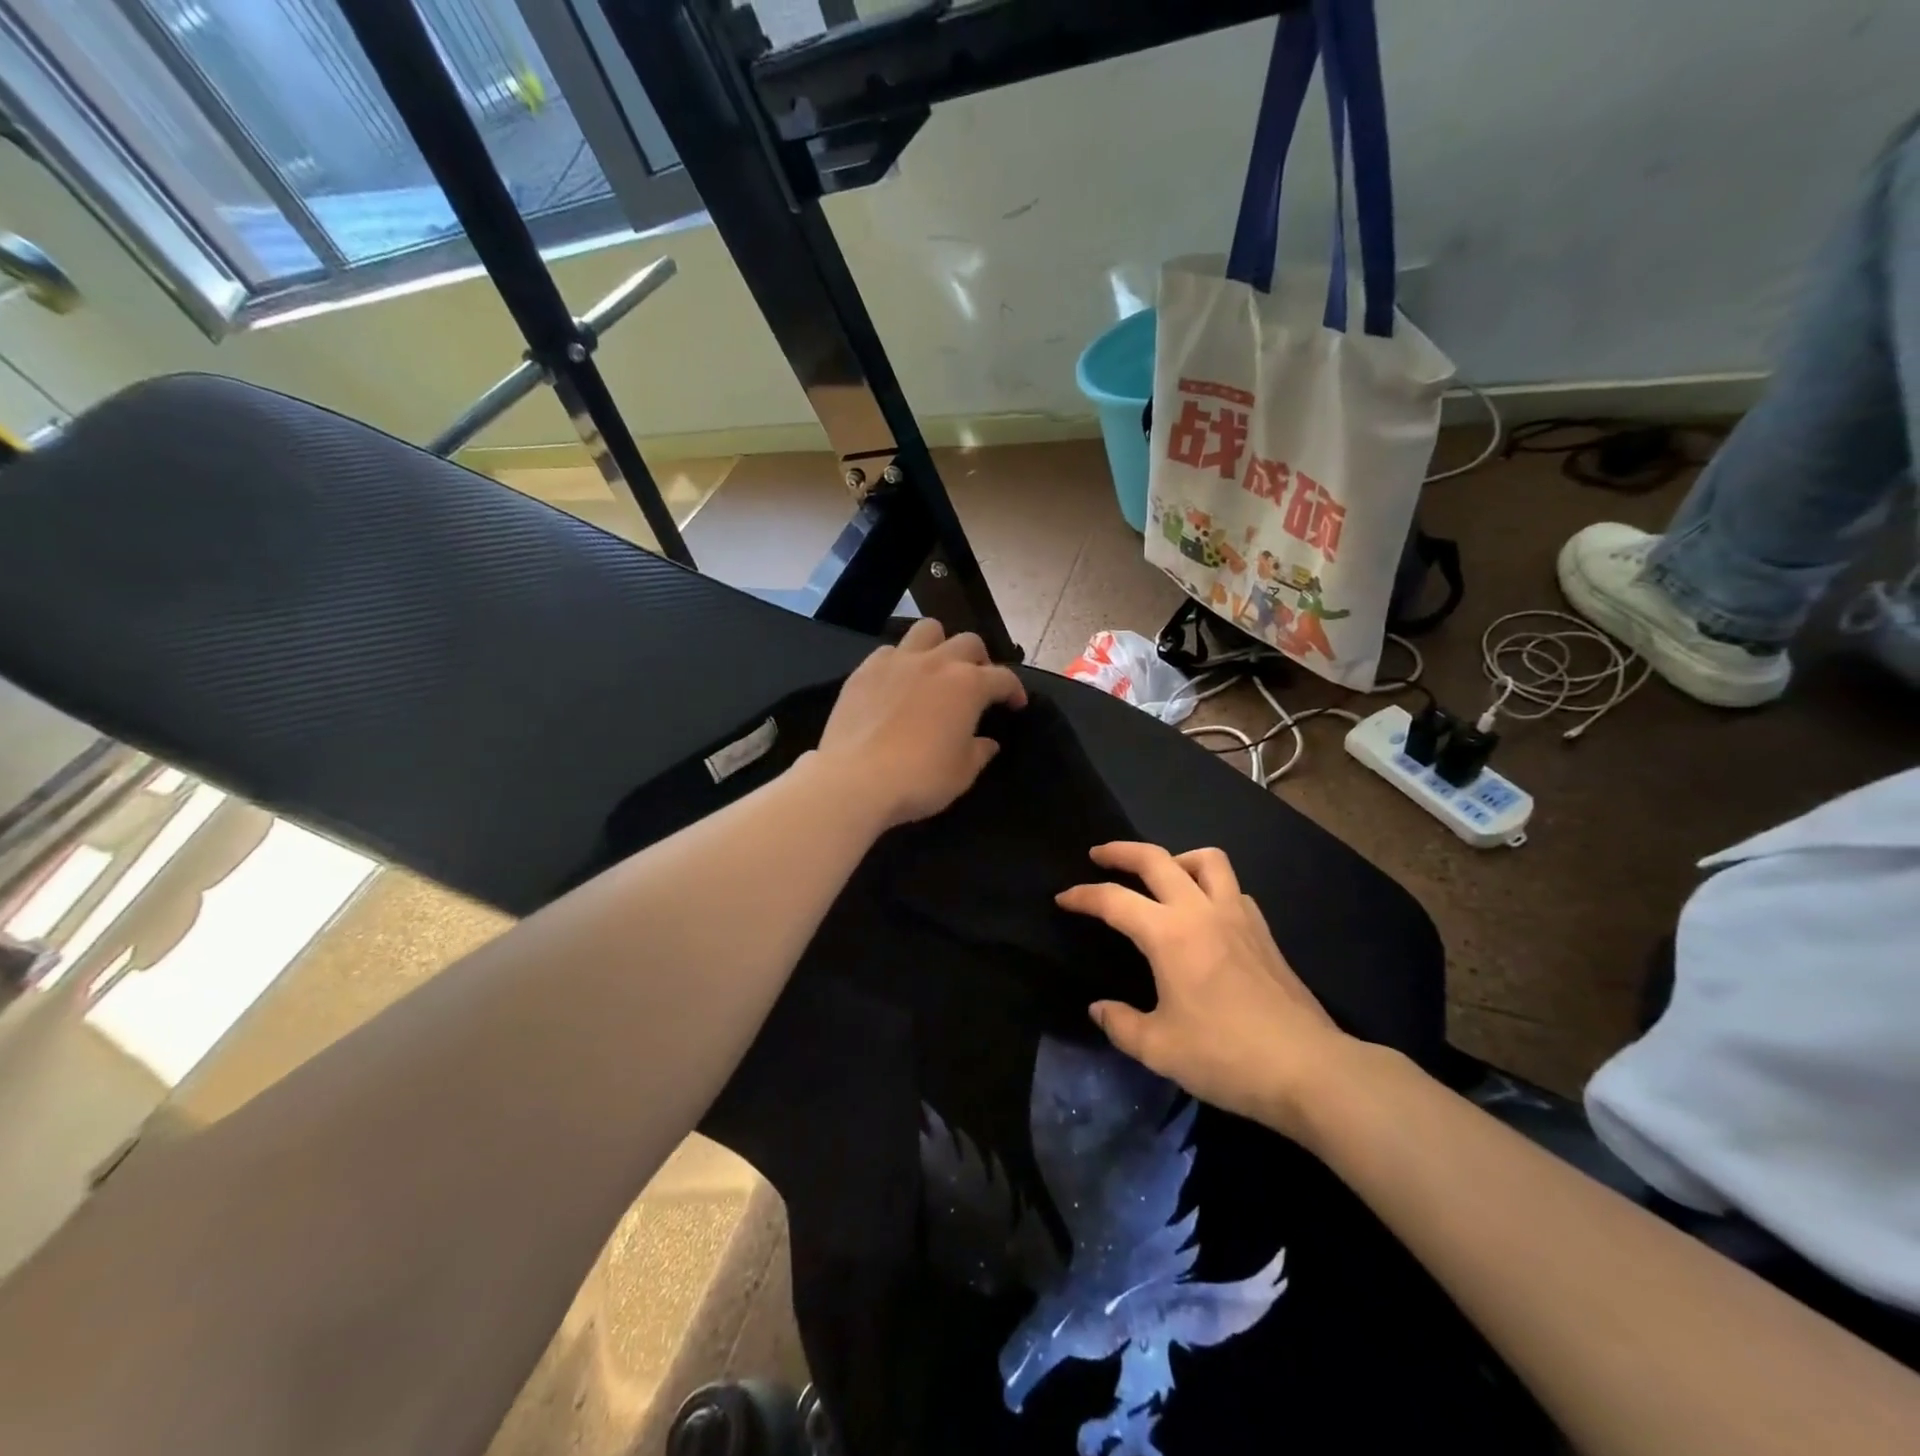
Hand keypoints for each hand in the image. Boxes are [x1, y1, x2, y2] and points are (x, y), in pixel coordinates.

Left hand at [817, 618, 1026, 827]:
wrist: (855, 779)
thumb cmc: (919, 779)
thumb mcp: (962, 774)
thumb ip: (979, 752)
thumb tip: (987, 742)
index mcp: (968, 685)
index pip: (1003, 678)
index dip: (1014, 690)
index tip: (1015, 705)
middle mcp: (936, 662)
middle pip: (968, 642)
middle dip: (979, 660)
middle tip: (977, 683)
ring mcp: (897, 661)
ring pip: (927, 630)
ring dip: (940, 645)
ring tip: (937, 668)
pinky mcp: (865, 670)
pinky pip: (889, 651)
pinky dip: (901, 660)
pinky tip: (898, 682)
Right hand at [1056, 841, 1357, 1137]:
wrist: (1309, 1069)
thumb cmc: (1226, 1056)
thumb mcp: (1159, 1048)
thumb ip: (1121, 1024)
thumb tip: (1100, 1008)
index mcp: (1169, 934)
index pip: (1114, 900)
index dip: (1083, 896)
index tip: (1063, 898)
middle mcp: (1202, 911)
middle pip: (1157, 859)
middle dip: (1122, 851)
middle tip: (1099, 854)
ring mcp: (1238, 917)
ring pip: (1207, 860)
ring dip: (1177, 858)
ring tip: (1162, 875)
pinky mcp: (1264, 932)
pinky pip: (1233, 889)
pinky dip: (1211, 887)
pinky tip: (1206, 914)